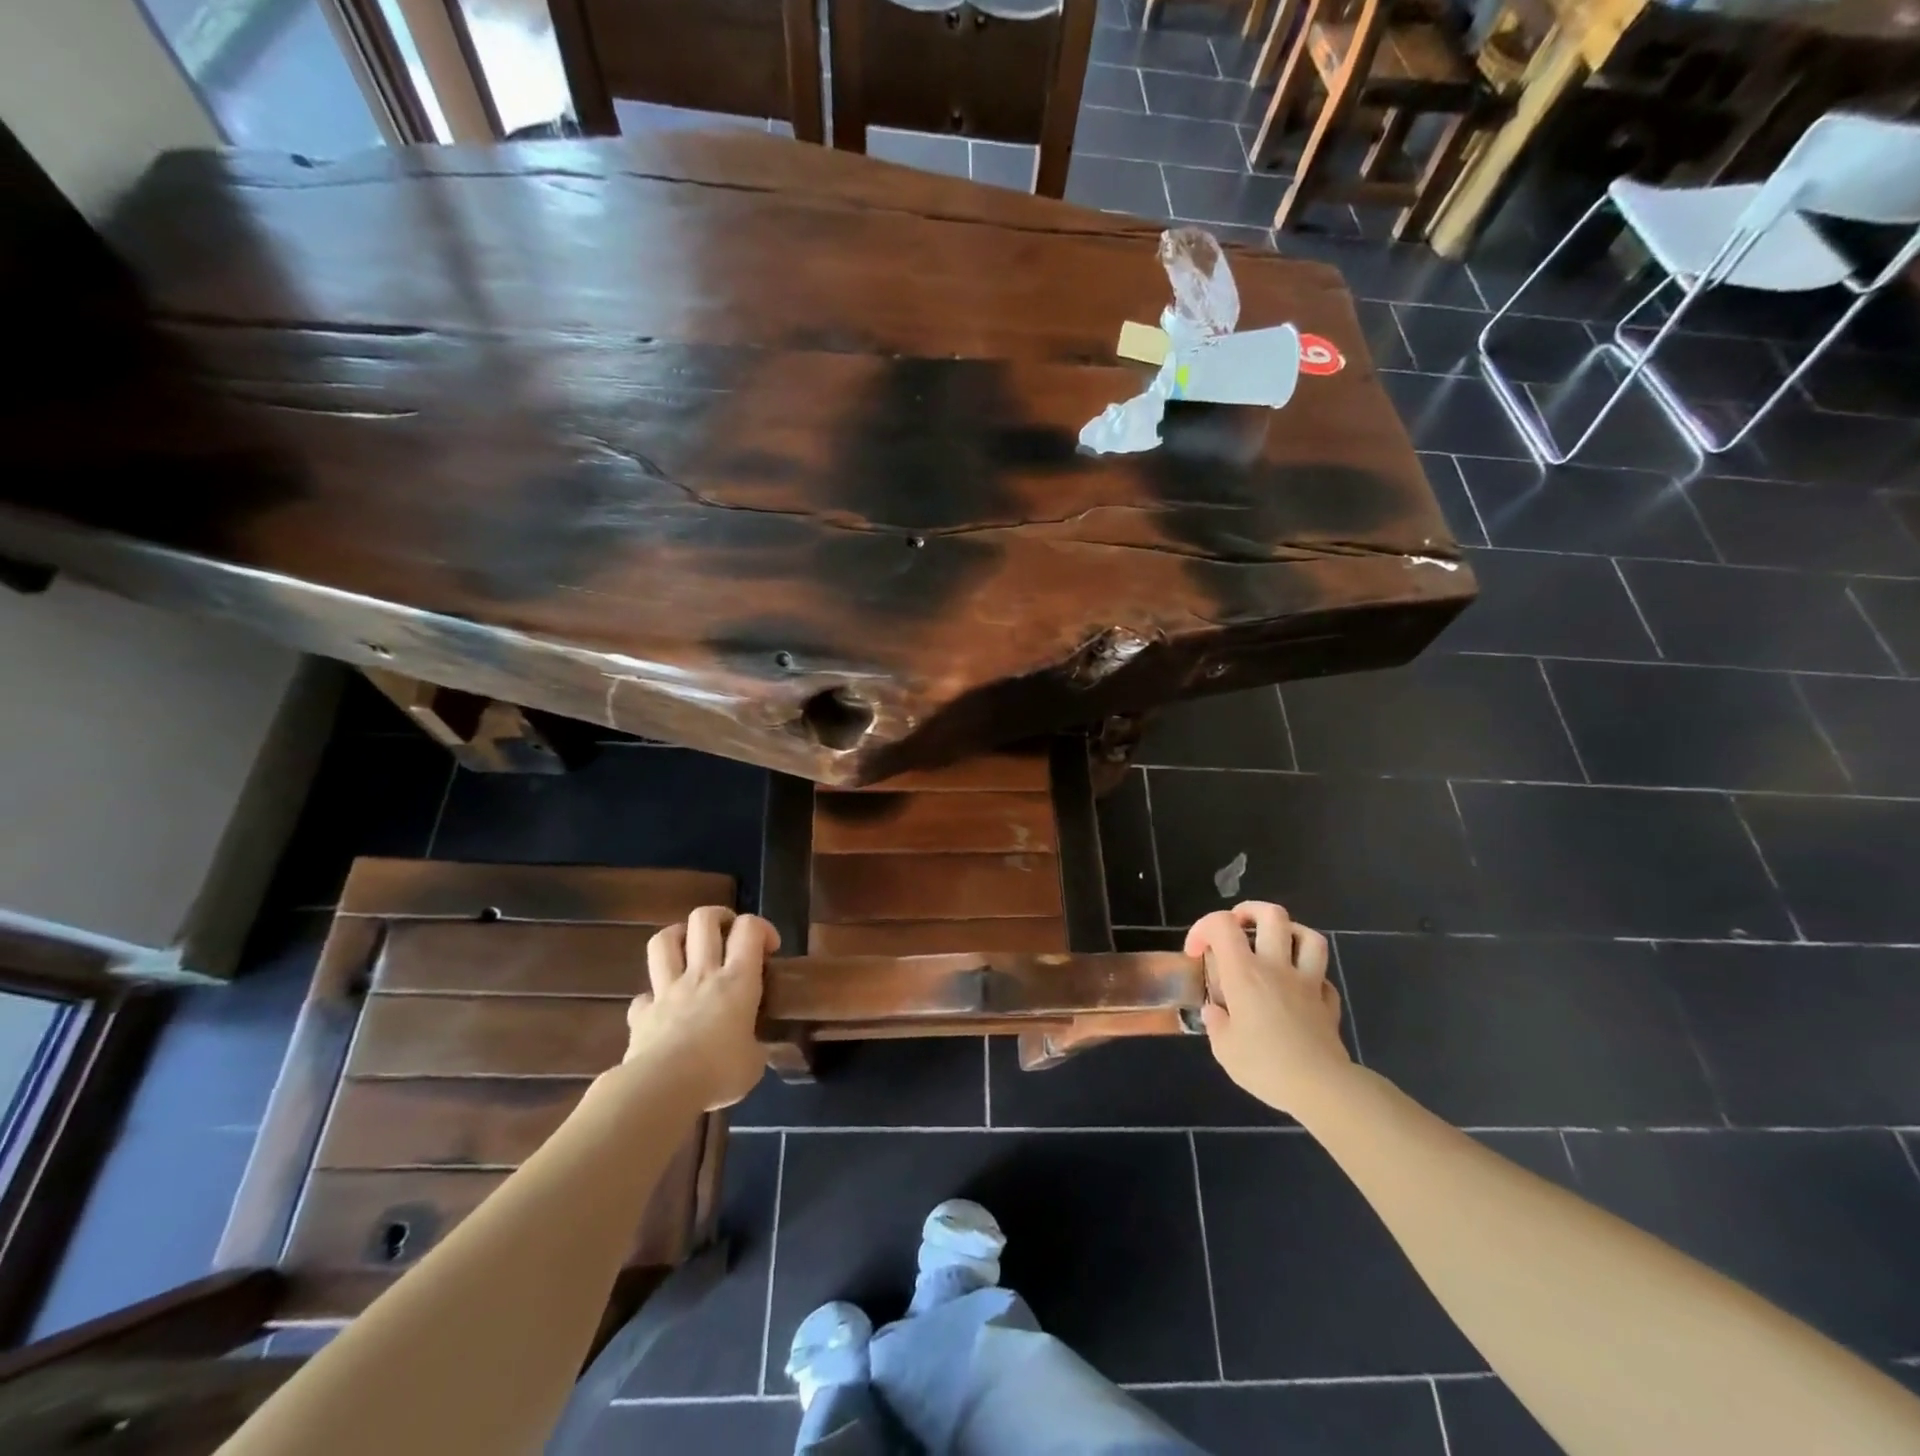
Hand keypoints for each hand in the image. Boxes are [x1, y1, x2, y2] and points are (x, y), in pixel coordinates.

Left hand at [624, 907, 778, 1109]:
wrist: (662, 1088)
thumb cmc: (719, 1071)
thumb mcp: (753, 1063)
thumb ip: (754, 1047)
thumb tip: (752, 1051)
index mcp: (737, 980)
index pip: (749, 928)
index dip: (762, 928)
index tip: (770, 948)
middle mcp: (702, 973)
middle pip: (703, 919)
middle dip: (718, 917)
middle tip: (728, 933)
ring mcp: (667, 990)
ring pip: (664, 941)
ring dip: (677, 937)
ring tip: (688, 949)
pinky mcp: (641, 1013)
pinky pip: (643, 996)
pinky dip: (652, 998)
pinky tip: (661, 1010)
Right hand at [1187, 902, 1351, 1116]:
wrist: (1322, 1088)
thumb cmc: (1265, 1065)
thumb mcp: (1224, 1049)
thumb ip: (1216, 1024)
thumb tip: (1215, 1011)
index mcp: (1244, 973)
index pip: (1222, 925)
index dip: (1203, 928)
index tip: (1196, 953)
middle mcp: (1276, 967)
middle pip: (1272, 914)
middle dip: (1250, 912)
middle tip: (1237, 927)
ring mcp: (1308, 983)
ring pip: (1309, 936)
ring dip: (1289, 933)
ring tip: (1274, 945)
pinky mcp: (1328, 1003)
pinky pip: (1323, 977)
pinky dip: (1310, 976)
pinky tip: (1299, 989)